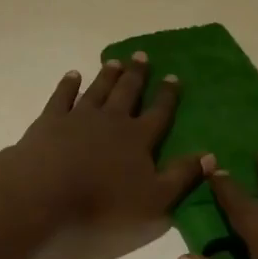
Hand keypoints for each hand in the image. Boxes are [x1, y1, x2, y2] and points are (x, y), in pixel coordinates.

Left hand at [9, 53, 204, 234]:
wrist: (46, 192)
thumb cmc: (104, 202)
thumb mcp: (155, 199)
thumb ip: (182, 177)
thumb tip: (211, 155)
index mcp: (138, 138)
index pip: (158, 113)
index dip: (168, 96)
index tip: (174, 77)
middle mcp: (112, 120)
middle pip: (127, 93)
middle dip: (137, 75)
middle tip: (142, 56)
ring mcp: (79, 116)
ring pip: (98, 90)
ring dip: (108, 75)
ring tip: (116, 61)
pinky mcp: (50, 120)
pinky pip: (62, 96)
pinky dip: (69, 84)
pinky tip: (73, 75)